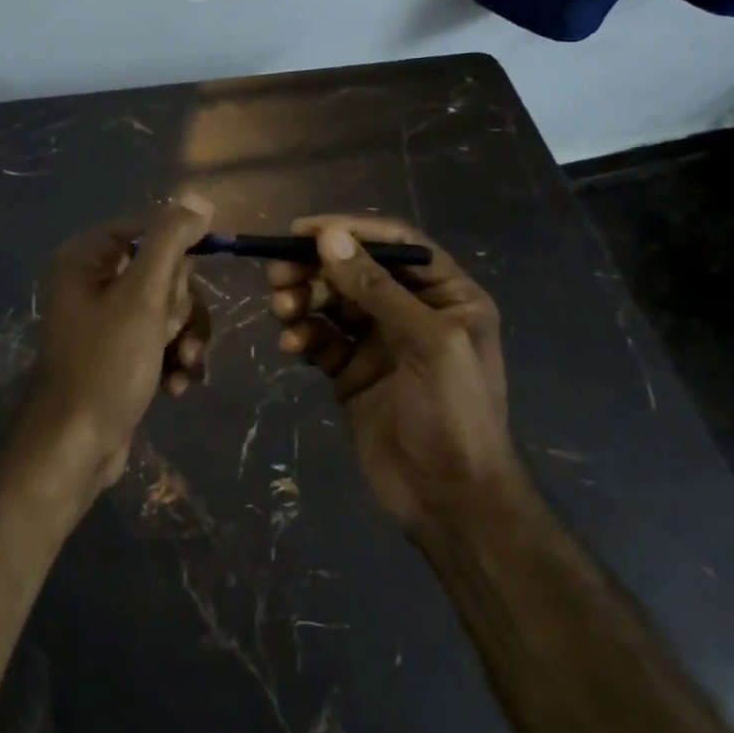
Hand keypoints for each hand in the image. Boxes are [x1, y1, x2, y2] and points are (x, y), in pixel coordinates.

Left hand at [22, 195, 214, 496]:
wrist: (77, 445)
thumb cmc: (107, 363)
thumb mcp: (144, 295)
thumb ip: (171, 241)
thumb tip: (199, 200)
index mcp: (88, 257)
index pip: (151, 229)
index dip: (180, 254)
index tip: (190, 284)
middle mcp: (93, 280)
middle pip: (165, 271)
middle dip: (180, 308)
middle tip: (169, 334)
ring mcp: (107, 319)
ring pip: (169, 308)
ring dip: (185, 338)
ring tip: (183, 368)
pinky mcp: (120, 351)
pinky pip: (161, 337)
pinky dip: (174, 358)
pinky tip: (178, 384)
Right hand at [267, 215, 517, 532]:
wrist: (451, 502)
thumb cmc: (455, 415)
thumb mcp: (427, 343)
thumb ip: (377, 288)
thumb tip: (329, 237)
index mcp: (446, 295)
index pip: (395, 243)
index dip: (349, 230)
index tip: (301, 231)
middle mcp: (411, 310)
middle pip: (355, 270)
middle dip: (316, 268)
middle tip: (278, 274)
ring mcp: (379, 342)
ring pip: (332, 302)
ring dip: (303, 299)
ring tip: (282, 309)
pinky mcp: (352, 372)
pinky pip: (321, 339)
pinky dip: (303, 336)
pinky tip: (292, 346)